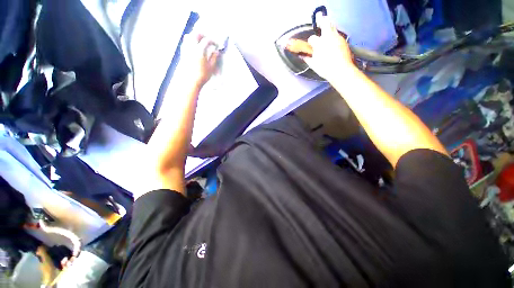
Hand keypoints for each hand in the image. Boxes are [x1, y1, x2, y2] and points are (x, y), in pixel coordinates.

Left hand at [180, 33, 219, 87]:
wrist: (190, 81)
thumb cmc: (202, 75)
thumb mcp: (211, 67)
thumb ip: (214, 58)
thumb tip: (216, 52)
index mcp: (199, 50)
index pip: (206, 40)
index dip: (212, 41)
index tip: (216, 45)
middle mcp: (191, 47)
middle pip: (196, 34)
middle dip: (202, 35)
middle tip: (207, 39)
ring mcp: (185, 49)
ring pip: (188, 36)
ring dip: (195, 36)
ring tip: (200, 41)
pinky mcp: (182, 54)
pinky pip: (185, 43)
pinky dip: (190, 42)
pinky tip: (194, 47)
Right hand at [286, 16, 353, 80]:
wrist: (341, 70)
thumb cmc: (325, 68)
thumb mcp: (314, 65)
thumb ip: (307, 59)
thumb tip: (303, 57)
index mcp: (319, 43)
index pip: (312, 38)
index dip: (310, 41)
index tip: (310, 44)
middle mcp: (329, 37)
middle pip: (325, 23)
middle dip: (322, 22)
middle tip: (320, 22)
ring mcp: (337, 37)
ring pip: (333, 27)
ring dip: (329, 28)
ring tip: (326, 34)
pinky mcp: (344, 41)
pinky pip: (338, 35)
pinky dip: (334, 37)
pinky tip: (333, 43)